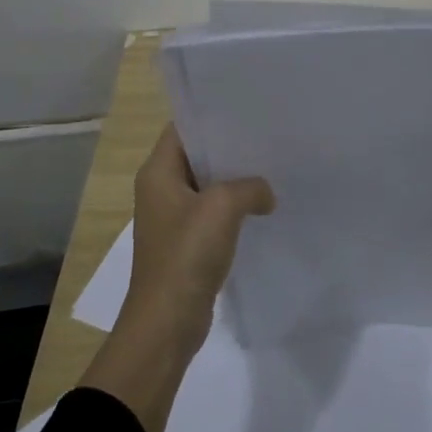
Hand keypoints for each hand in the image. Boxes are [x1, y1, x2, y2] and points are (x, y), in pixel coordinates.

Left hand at [80, 126, 274, 431]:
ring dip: (236, 179)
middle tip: (270, 134)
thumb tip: (265, 193)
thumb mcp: (222, 207)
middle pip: (199, 155)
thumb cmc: (186, 256)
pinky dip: (236, 207)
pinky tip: (264, 205)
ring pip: (209, 185)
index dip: (213, 114)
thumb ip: (249, 187)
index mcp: (158, 172)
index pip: (184, 127)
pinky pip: (214, 213)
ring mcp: (174, 217)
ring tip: (274, 166)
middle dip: (232, 146)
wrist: (166, 323)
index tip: (249, 107)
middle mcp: (161, 188)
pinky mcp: (188, 242)